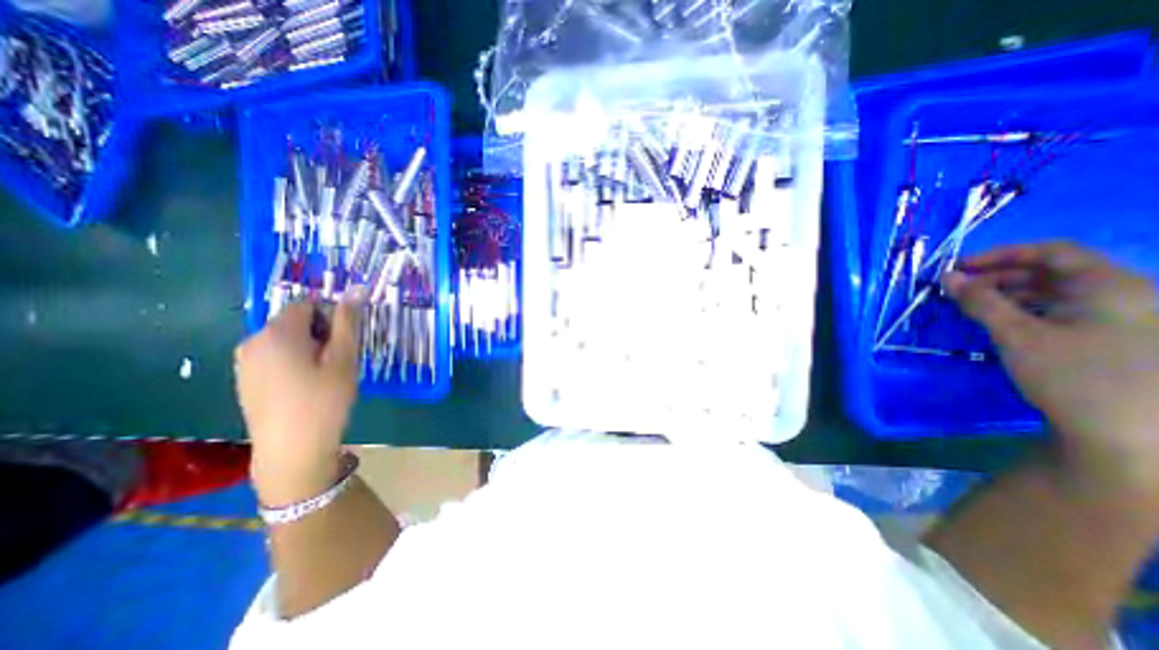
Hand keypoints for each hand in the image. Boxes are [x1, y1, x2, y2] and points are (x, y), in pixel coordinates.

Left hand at [230, 294, 360, 506]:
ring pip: (286, 340)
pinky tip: (306, 387)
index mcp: (278, 332)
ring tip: (325, 375)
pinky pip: (275, 357)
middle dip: (321, 334)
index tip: (344, 342)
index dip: (331, 317)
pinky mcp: (245, 380)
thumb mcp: (344, 357)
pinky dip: (294, 362)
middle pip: (295, 322)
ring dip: (309, 349)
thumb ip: (348, 321)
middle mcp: (253, 341)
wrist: (292, 449)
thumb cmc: (324, 399)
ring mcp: (245, 362)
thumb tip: (356, 288)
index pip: (308, 304)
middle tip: (338, 361)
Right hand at [944, 243, 1157, 492]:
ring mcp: (1121, 318)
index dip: (1001, 254)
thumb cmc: (1072, 376)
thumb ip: (980, 301)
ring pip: (1056, 291)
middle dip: (999, 276)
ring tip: (971, 306)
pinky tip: (1000, 321)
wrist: (1126, 436)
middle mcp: (1124, 295)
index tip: (958, 268)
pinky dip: (1025, 309)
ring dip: (1009, 293)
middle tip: (957, 289)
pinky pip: (1062, 310)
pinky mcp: (1110, 338)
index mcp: (1111, 286)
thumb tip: (947, 277)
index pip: (1052, 251)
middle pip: (1053, 270)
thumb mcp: (1017, 335)